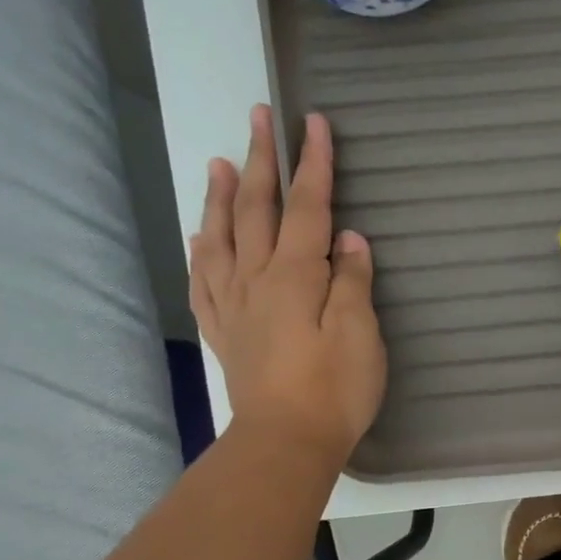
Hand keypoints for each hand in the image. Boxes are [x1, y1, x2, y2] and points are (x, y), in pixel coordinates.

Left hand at [190, 106, 385, 462]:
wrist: (286, 441)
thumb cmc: (335, 389)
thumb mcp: (361, 333)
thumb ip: (353, 281)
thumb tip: (349, 239)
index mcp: (295, 276)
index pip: (306, 207)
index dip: (313, 164)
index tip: (313, 122)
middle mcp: (257, 280)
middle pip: (258, 210)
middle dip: (262, 160)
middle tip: (258, 117)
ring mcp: (235, 306)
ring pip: (222, 238)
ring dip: (223, 197)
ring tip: (221, 162)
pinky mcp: (226, 332)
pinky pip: (205, 281)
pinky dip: (201, 252)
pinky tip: (199, 236)